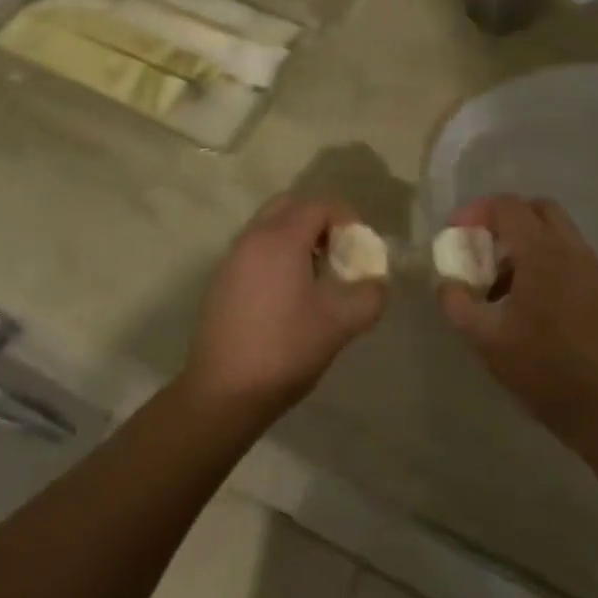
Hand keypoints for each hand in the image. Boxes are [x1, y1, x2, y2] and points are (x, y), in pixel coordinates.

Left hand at [181, 196, 387, 416]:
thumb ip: (369, 296)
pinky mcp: (220, 281)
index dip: (346, 218)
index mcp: (280, 239)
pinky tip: (287, 296)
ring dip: (295, 238)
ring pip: (268, 227)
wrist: (224, 392)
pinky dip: (275, 255)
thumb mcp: (340, 324)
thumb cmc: (285, 350)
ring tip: (316, 276)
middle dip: (318, 221)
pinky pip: (253, 250)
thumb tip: (377, 283)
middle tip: (337, 253)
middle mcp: (252, 238)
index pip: (318, 205)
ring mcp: (231, 259)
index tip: (359, 247)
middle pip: (289, 206)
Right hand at [437, 195, 597, 446]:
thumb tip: (447, 283)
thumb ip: (457, 304)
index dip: (475, 212)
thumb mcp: (487, 341)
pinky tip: (527, 302)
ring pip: (554, 231)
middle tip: (480, 248)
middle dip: (503, 219)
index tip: (455, 235)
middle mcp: (571, 249)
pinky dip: (543, 259)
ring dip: (523, 241)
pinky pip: (567, 255)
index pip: (507, 206)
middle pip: (536, 208)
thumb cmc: (546, 371)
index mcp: (543, 253)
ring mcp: (591, 268)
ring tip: (499, 282)